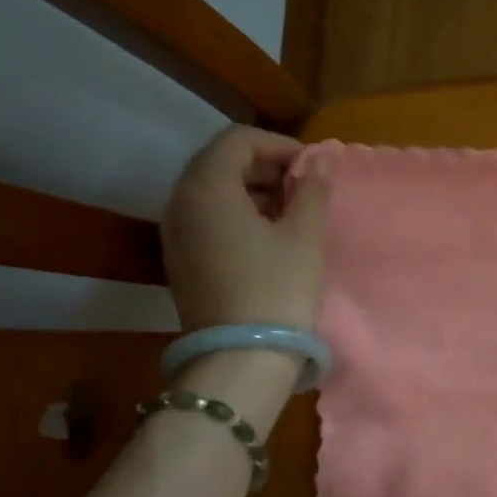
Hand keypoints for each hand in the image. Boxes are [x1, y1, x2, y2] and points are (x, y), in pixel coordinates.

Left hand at [161, 126, 331, 331]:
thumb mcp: (304, 237)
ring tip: (289, 214)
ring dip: (250, 190)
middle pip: (219, 162)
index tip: (312, 168)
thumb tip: (323, 160)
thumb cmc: (279, 290)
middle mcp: (180, 201)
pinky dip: (234, 214)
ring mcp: (174, 232)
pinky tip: (265, 239)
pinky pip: (205, 218)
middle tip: (303, 188)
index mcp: (207, 186)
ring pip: (210, 191)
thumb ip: (313, 191)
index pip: (238, 140)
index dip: (279, 145)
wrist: (242, 356)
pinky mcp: (179, 259)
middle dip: (264, 166)